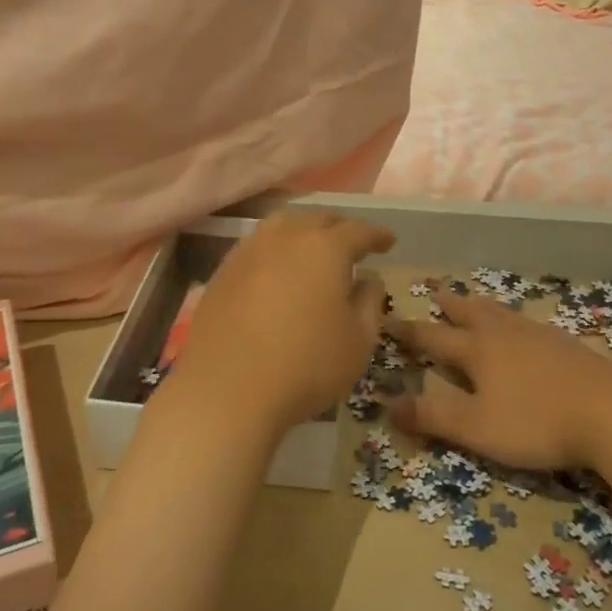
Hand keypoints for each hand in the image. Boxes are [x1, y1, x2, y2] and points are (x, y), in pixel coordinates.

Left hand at [168, 210, 394, 437]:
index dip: (376, 235)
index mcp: (325, 248)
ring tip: (313, 249)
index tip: (388, 241)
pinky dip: (276, 249)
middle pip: (317, 219)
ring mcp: (249, 251)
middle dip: (339, 228)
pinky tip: (278, 269)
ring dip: (303, 232)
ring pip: (283, 225)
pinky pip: (258, 246)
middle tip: (352, 245)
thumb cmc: (305, 366)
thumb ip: (369, 303)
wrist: (225, 391)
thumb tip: (368, 280)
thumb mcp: (358, 341)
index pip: (358, 231)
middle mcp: (286, 237)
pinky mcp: (223, 271)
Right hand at [386, 289, 611, 471]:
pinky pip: (526, 324)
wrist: (611, 410)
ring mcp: (538, 336)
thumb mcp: (477, 427)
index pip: (434, 338)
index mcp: (478, 351)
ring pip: (501, 314)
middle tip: (436, 293)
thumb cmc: (536, 421)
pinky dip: (511, 320)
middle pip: (471, 313)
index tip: (388, 319)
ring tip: (475, 303)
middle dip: (450, 306)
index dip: (409, 332)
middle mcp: (504, 335)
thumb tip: (386, 404)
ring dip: (481, 307)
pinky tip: (522, 330)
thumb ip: (432, 416)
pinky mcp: (565, 346)